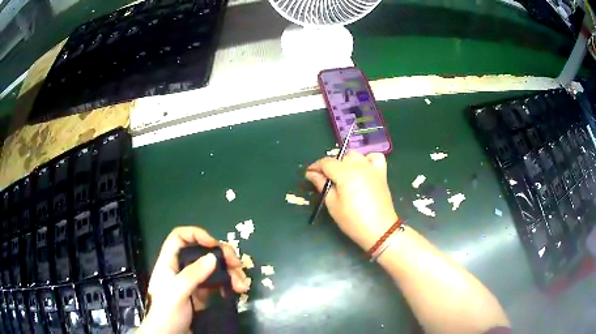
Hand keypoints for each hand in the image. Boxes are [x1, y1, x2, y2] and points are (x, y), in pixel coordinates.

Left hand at [138, 227, 247, 333]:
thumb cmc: (166, 313)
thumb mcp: (176, 293)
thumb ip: (192, 275)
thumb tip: (213, 257)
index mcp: (169, 263)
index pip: (180, 237)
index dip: (196, 234)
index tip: (213, 244)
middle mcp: (182, 269)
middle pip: (202, 252)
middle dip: (222, 255)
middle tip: (237, 263)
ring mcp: (194, 282)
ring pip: (214, 268)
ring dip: (231, 273)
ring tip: (243, 285)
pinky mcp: (203, 295)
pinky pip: (219, 284)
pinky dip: (230, 285)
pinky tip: (237, 291)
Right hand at [305, 151, 397, 249]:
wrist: (379, 230)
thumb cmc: (353, 221)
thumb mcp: (332, 204)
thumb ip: (322, 185)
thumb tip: (311, 174)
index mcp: (345, 173)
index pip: (326, 162)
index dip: (315, 167)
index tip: (309, 174)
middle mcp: (359, 165)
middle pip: (340, 157)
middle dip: (330, 166)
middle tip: (325, 180)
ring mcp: (372, 168)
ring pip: (355, 155)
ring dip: (346, 161)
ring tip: (343, 175)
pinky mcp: (381, 173)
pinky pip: (374, 157)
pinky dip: (367, 159)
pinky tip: (363, 169)